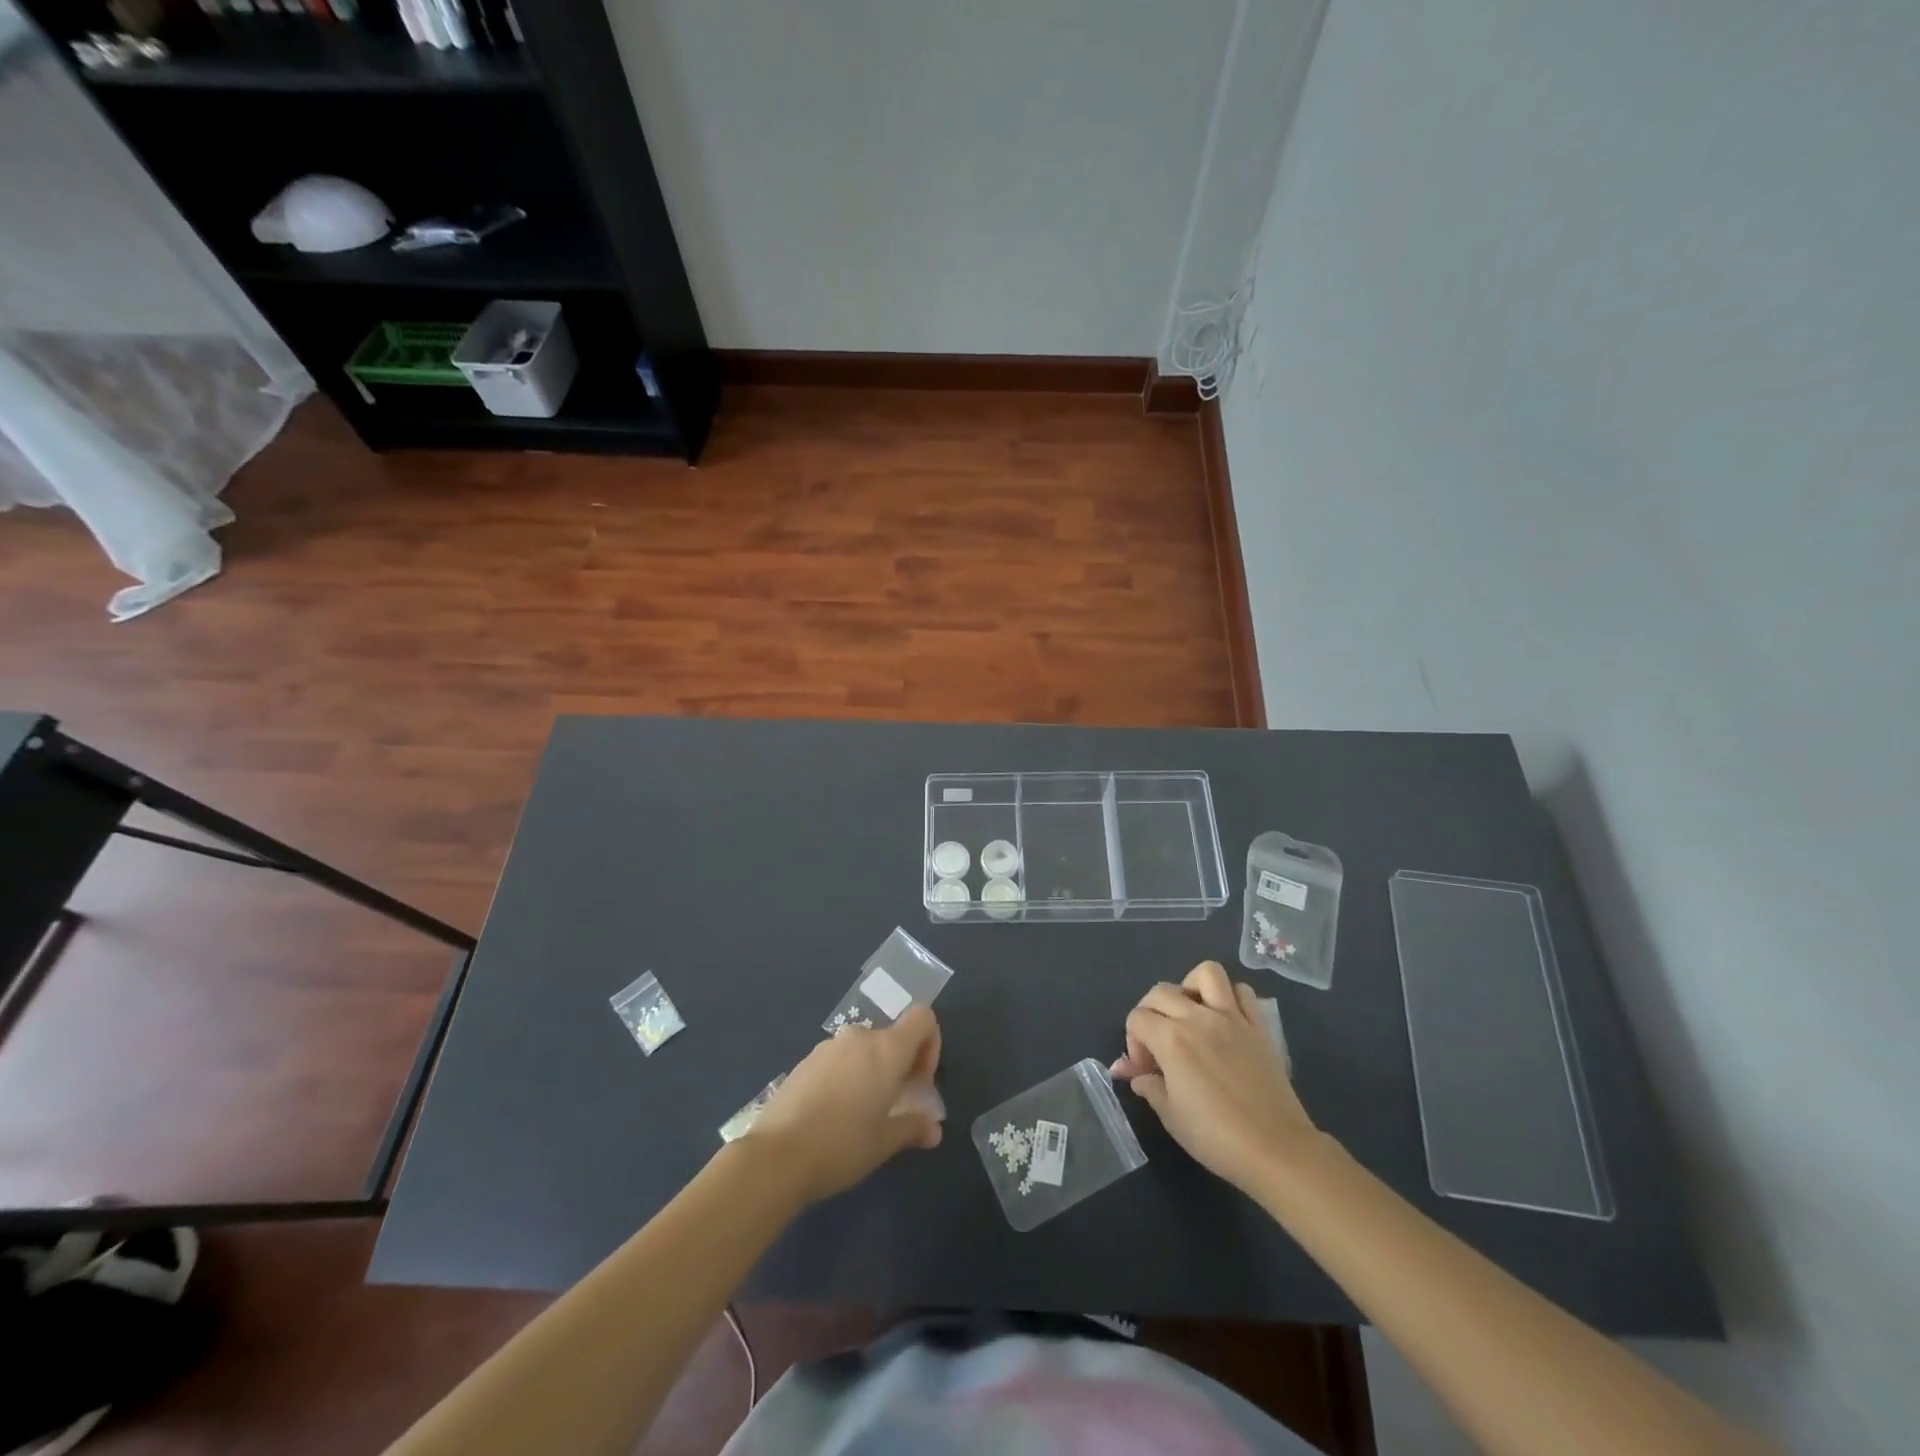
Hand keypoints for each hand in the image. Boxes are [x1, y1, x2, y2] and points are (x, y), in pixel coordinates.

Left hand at [744, 1006, 944, 1203]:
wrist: (775, 1156)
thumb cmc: (841, 1146)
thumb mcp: (884, 1143)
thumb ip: (914, 1127)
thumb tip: (933, 1127)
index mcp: (886, 1049)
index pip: (923, 1019)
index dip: (930, 1045)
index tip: (919, 1082)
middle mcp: (859, 1037)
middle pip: (893, 1037)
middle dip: (901, 1066)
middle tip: (894, 1106)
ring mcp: (829, 1046)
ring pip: (865, 1049)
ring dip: (872, 1072)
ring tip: (862, 1114)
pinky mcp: (806, 1060)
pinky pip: (839, 1059)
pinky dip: (847, 1076)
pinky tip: (833, 1114)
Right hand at [1111, 961, 1320, 1195]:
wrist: (1276, 1150)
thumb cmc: (1215, 1137)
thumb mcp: (1170, 1115)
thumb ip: (1147, 1084)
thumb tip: (1128, 1070)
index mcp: (1171, 1039)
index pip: (1137, 1018)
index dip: (1133, 1042)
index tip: (1146, 1070)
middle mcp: (1199, 1018)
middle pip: (1161, 991)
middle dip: (1150, 1012)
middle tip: (1159, 1044)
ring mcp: (1232, 1018)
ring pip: (1207, 973)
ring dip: (1191, 987)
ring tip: (1190, 1014)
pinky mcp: (1259, 1026)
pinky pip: (1243, 992)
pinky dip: (1230, 997)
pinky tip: (1225, 1020)